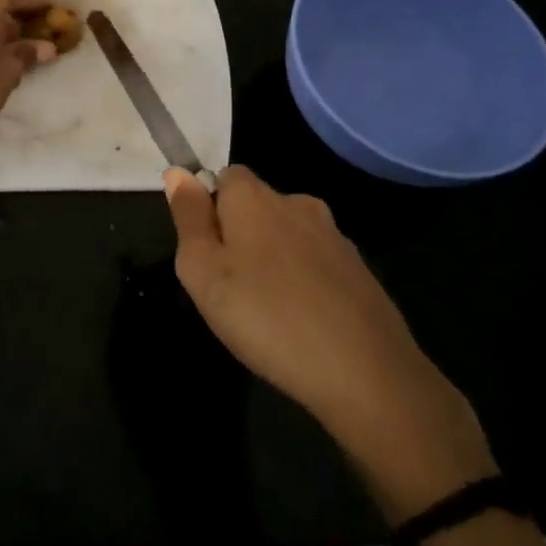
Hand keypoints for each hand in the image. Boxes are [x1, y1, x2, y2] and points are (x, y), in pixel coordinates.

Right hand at [164, 165, 497, 521]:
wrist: (367, 374)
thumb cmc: (266, 317)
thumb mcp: (203, 271)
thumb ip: (187, 217)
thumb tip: (178, 172)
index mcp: (254, 196)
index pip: (224, 176)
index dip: (209, 209)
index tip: (207, 253)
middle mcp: (297, 202)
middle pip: (256, 205)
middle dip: (240, 234)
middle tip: (230, 287)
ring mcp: (334, 236)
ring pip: (288, 235)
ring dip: (273, 259)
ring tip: (267, 311)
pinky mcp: (360, 270)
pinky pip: (317, 263)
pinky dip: (305, 282)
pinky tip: (303, 322)